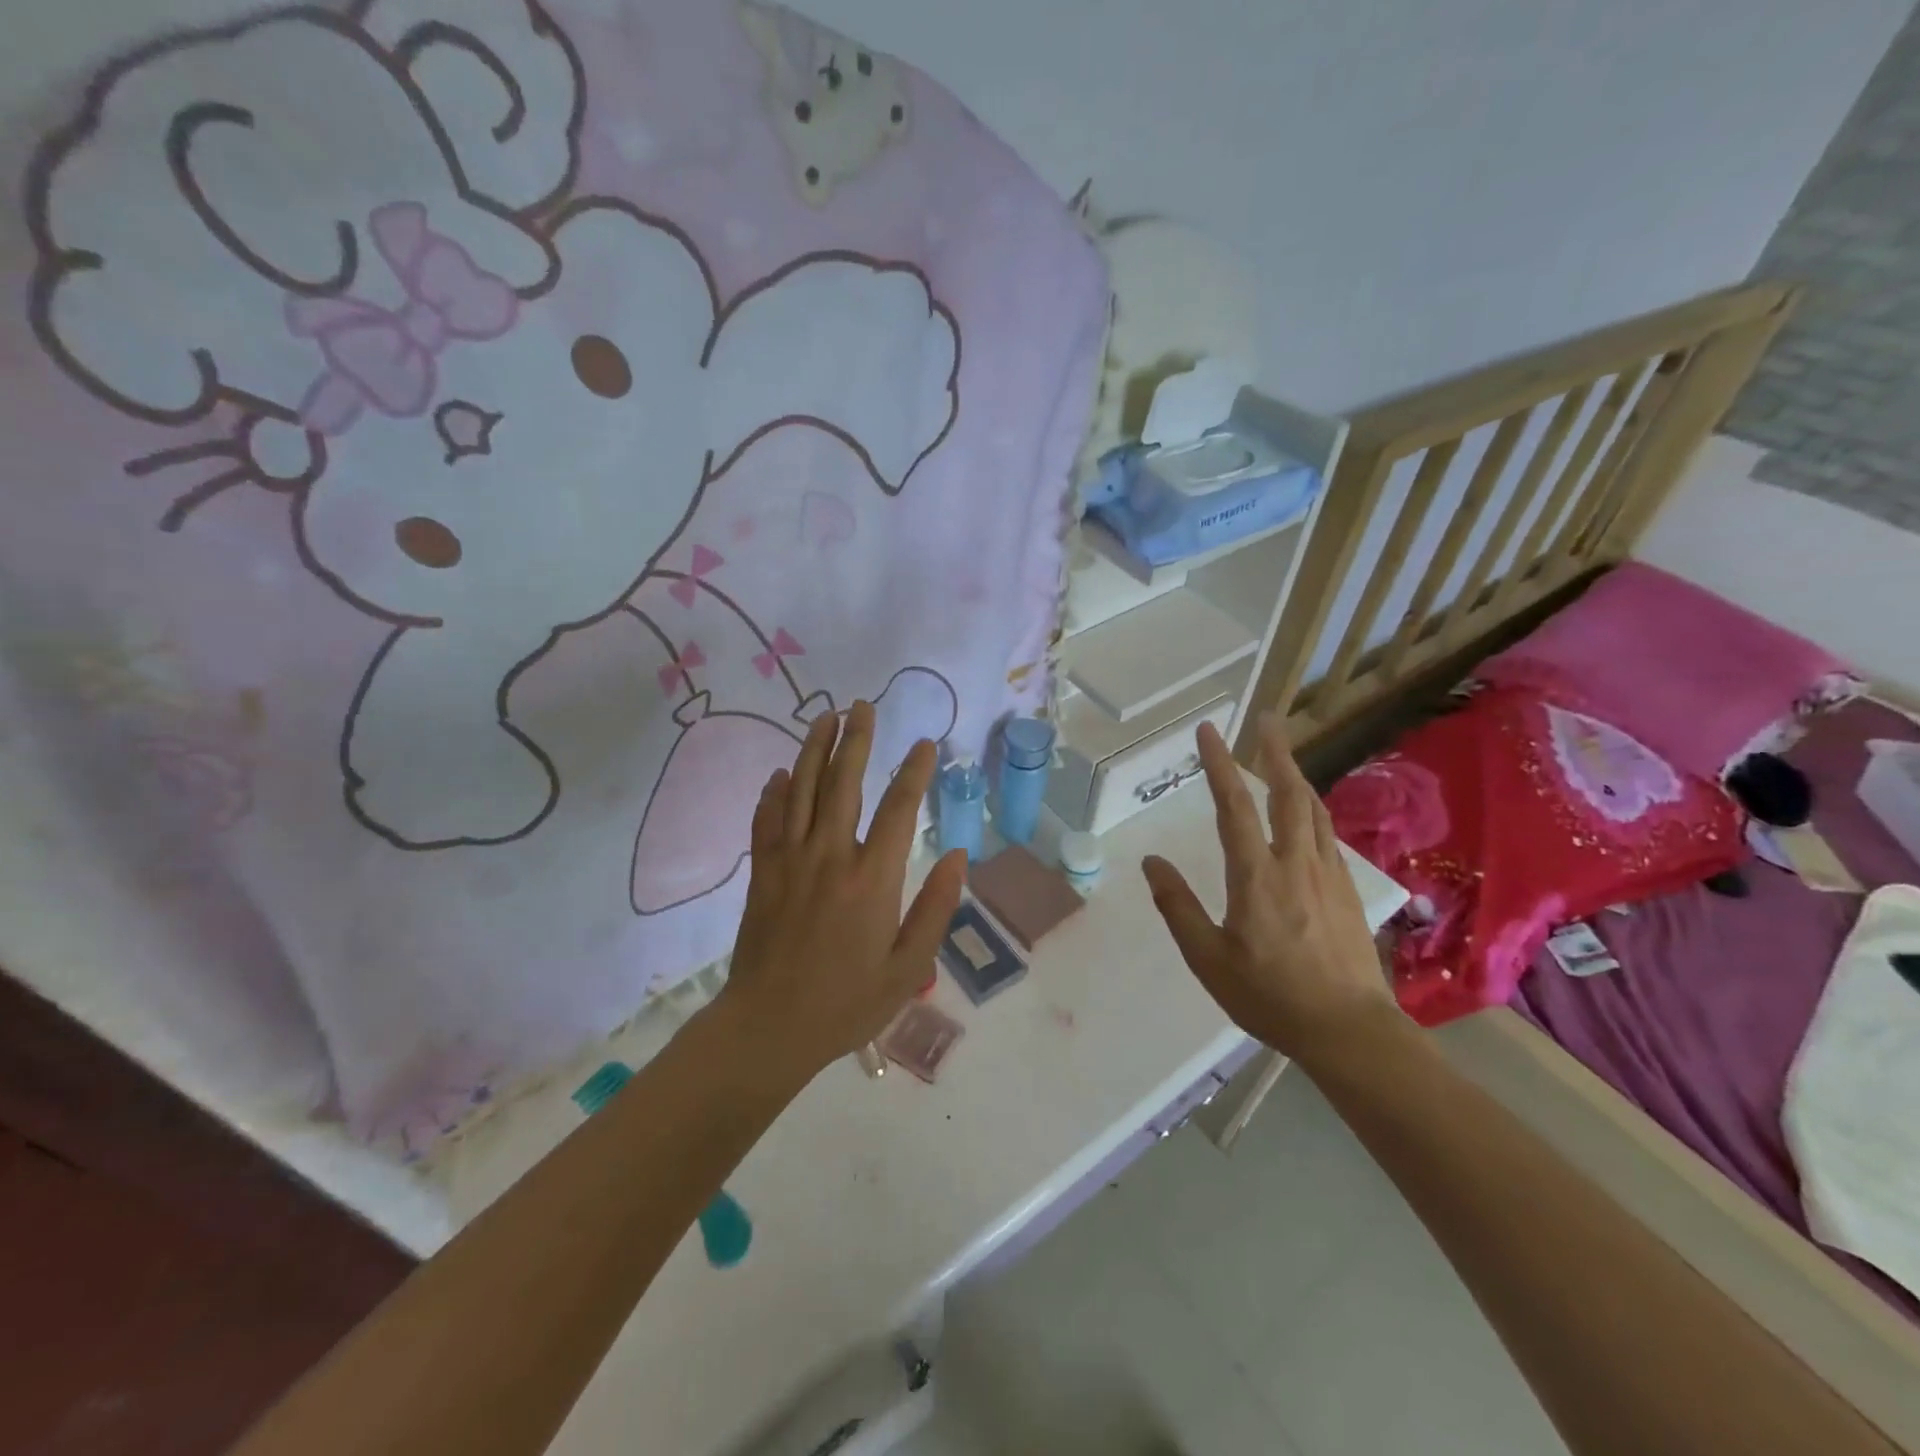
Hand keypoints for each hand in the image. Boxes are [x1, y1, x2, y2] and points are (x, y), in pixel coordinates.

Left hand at [717, 700, 965, 1086]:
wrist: (769, 1027)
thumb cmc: (847, 1002)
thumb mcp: (908, 967)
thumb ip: (935, 908)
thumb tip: (958, 856)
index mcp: (873, 878)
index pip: (899, 808)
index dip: (915, 771)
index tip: (925, 743)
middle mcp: (831, 856)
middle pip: (844, 782)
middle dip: (856, 739)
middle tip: (862, 705)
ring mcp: (791, 860)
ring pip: (803, 790)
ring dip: (815, 750)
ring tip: (825, 717)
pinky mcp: (763, 873)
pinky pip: (767, 820)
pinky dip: (774, 792)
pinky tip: (781, 773)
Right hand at [1141, 714, 1395, 1065]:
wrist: (1350, 1031)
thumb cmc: (1270, 997)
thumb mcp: (1208, 959)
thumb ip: (1178, 907)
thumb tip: (1151, 862)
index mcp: (1256, 876)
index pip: (1234, 807)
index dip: (1219, 765)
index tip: (1208, 731)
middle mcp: (1295, 863)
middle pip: (1288, 794)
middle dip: (1275, 752)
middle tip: (1267, 720)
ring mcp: (1328, 875)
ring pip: (1314, 811)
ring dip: (1296, 777)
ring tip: (1283, 757)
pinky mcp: (1348, 892)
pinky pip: (1328, 835)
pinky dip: (1313, 810)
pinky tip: (1309, 815)